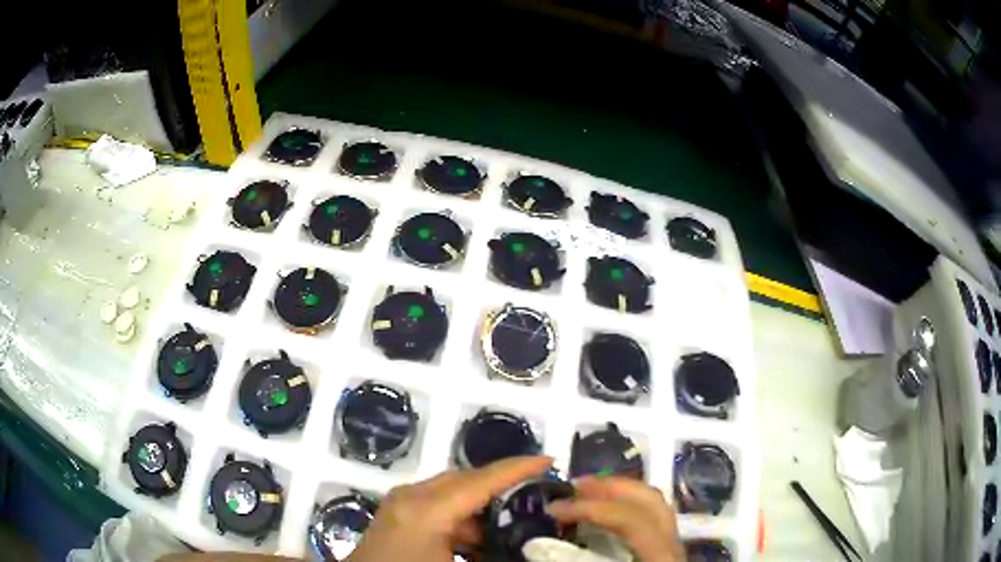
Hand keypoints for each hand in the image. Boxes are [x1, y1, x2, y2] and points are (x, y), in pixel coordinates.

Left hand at [346, 456, 553, 561]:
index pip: (479, 481)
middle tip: (538, 493)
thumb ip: (493, 554)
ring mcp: (401, 504)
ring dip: (481, 507)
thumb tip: (528, 549)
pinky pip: (438, 506)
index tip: (550, 461)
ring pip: (451, 493)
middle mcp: (411, 498)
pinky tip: (478, 542)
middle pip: (465, 480)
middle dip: (502, 484)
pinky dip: (462, 519)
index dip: (517, 468)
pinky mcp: (397, 515)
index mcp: (425, 510)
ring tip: (512, 526)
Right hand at [547, 476, 683, 561]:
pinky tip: (608, 511)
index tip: (554, 509)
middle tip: (574, 486)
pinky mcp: (669, 547)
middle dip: (611, 487)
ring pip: (655, 503)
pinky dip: (629, 505)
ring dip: (620, 491)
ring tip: (588, 490)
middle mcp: (674, 542)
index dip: (591, 509)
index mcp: (662, 555)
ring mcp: (675, 542)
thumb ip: (578, 560)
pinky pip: (653, 515)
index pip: (631, 519)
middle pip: (650, 500)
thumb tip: (540, 547)